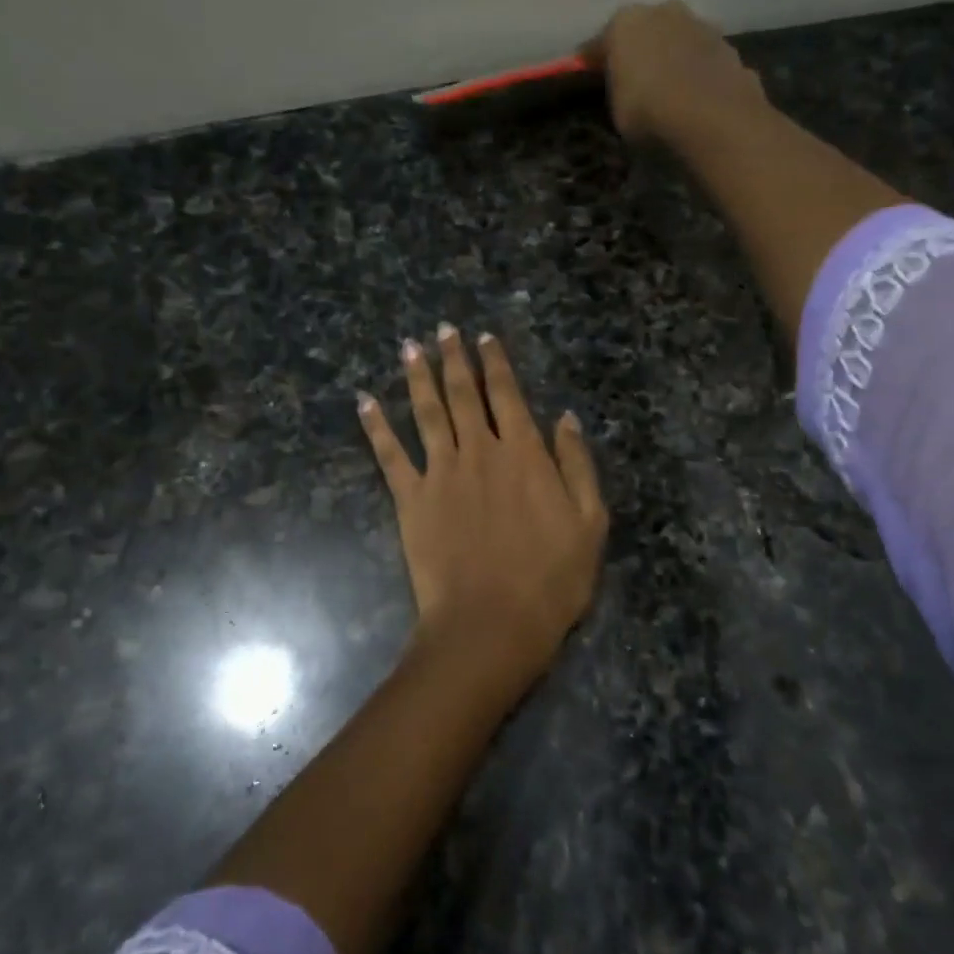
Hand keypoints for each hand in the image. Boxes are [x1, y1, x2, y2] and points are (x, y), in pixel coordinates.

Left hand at [358, 324, 607, 695]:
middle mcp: (478, 451)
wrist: (491, 624)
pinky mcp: (410, 499)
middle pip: (462, 393)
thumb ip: (576, 465)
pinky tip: (364, 401)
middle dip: (454, 357)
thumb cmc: (550, 579)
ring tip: (408, 347)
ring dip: (417, 376)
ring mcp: (440, 472)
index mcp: (523, 453)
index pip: (506, 394)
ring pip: (426, 412)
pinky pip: (389, 454)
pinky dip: (376, 425)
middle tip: (443, 329)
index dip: (496, 362)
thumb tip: (565, 418)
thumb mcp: (590, 523)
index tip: (484, 337)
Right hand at [583, 0, 769, 145]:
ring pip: (678, 41)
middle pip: (644, 32)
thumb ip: (617, 90)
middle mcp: (663, 12)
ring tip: (670, 91)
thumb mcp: (616, 110)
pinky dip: (699, 74)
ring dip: (673, 59)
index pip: (600, 43)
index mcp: (624, 22)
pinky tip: (697, 98)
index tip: (589, 81)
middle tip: (634, 83)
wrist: (714, 119)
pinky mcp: (730, 47)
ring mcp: (701, 25)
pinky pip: (704, 61)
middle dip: (639, 52)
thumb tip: (623, 86)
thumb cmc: (649, 112)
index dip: (594, 64)